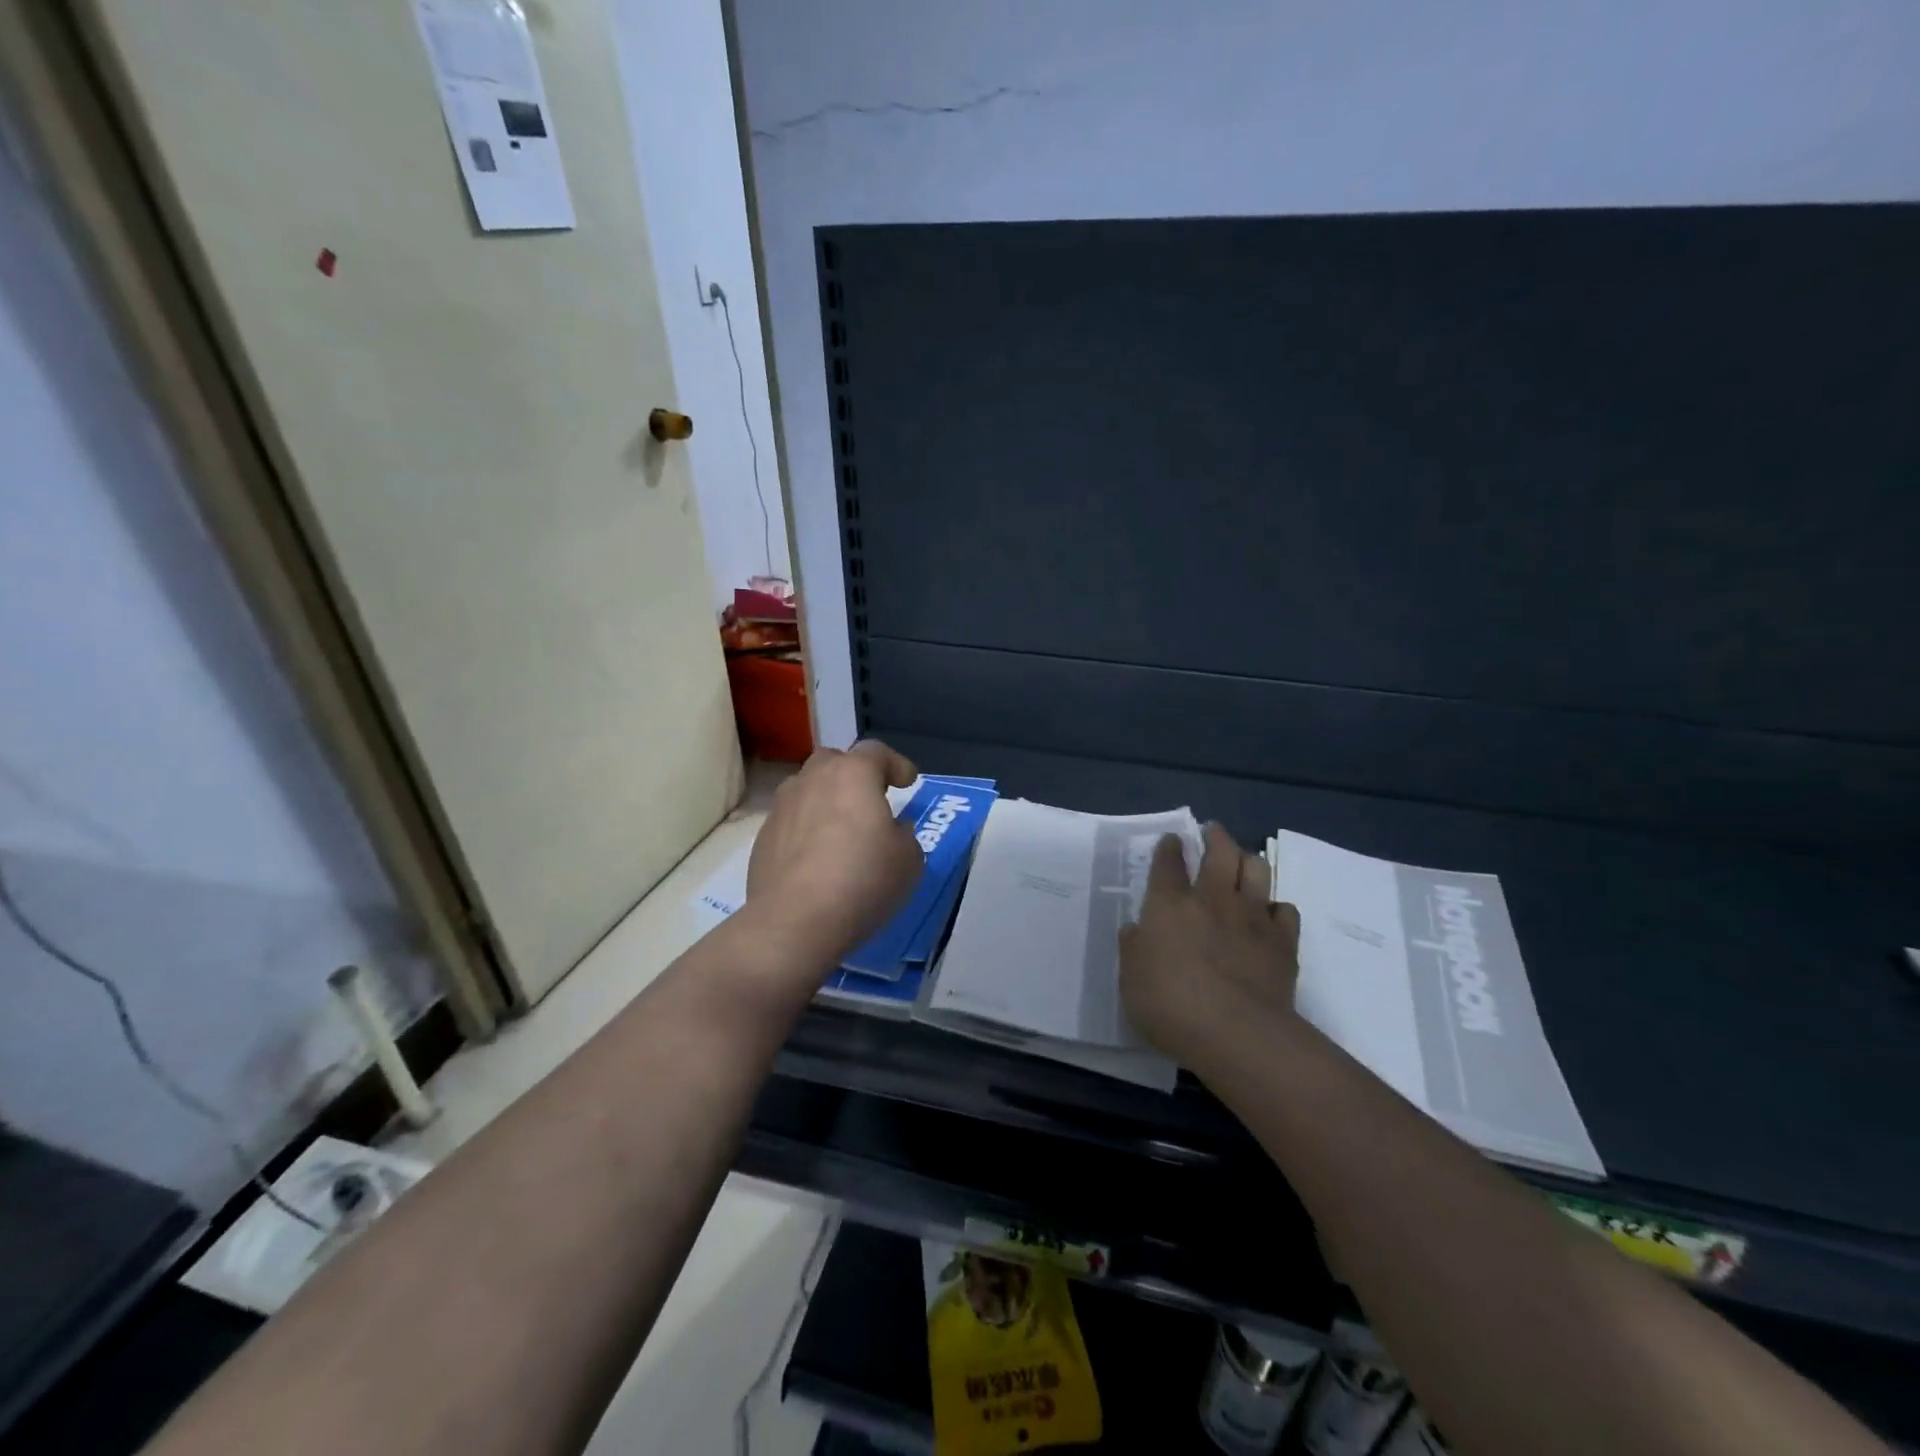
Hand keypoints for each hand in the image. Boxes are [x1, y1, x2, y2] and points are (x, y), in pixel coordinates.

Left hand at [744, 741, 924, 969]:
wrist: (795, 921)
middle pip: (835, 762)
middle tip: (870, 800)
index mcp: (853, 774)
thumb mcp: (908, 859)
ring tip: (840, 829)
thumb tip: (891, 831)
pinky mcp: (763, 838)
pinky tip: (816, 859)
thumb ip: (903, 835)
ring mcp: (782, 807)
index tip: (908, 782)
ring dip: (826, 801)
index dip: (896, 764)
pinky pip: (792, 822)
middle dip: (854, 775)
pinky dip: (806, 830)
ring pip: (808, 789)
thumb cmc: (863, 879)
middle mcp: (813, 779)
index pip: (877, 752)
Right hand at [1119, 823, 1303, 1069]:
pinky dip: (1277, 908)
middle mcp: (1213, 899)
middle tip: (1212, 831)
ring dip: (1249, 861)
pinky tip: (1271, 916)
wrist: (1237, 1033)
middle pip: (1220, 852)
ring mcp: (1252, 917)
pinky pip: (1285, 911)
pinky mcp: (1283, 942)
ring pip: (1257, 870)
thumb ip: (1134, 948)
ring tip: (1244, 861)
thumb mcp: (1131, 979)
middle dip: (1215, 836)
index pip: (1168, 863)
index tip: (1172, 840)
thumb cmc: (1170, 1005)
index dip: (1169, 847)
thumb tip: (1137, 930)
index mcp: (1170, 904)